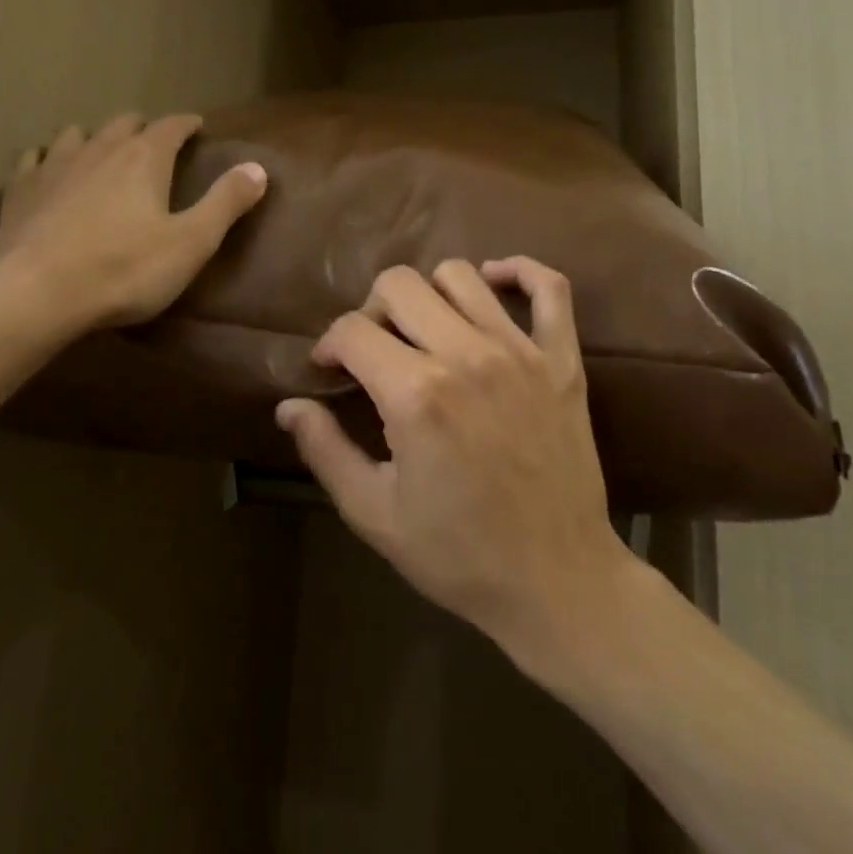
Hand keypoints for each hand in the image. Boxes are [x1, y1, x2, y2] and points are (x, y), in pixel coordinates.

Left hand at [0, 112, 266, 332]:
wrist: (39, 293)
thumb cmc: (125, 270)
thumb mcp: (191, 242)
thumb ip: (226, 203)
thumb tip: (258, 168)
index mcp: (144, 159)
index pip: (171, 126)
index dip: (186, 124)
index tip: (197, 126)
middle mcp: (99, 149)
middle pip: (124, 123)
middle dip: (144, 128)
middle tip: (155, 142)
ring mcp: (54, 165)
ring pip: (78, 133)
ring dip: (97, 137)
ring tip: (104, 152)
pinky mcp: (21, 189)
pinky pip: (35, 157)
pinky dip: (49, 156)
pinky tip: (49, 167)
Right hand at [275, 257, 635, 664]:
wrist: (556, 580)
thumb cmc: (458, 554)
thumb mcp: (373, 513)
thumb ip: (324, 450)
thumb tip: (289, 406)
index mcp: (416, 395)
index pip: (352, 330)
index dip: (328, 345)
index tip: (328, 370)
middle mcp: (467, 356)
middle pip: (400, 285)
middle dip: (371, 311)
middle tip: (373, 351)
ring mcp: (521, 352)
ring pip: (460, 275)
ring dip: (428, 294)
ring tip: (423, 330)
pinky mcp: (563, 360)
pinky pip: (548, 287)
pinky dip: (518, 273)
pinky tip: (492, 286)